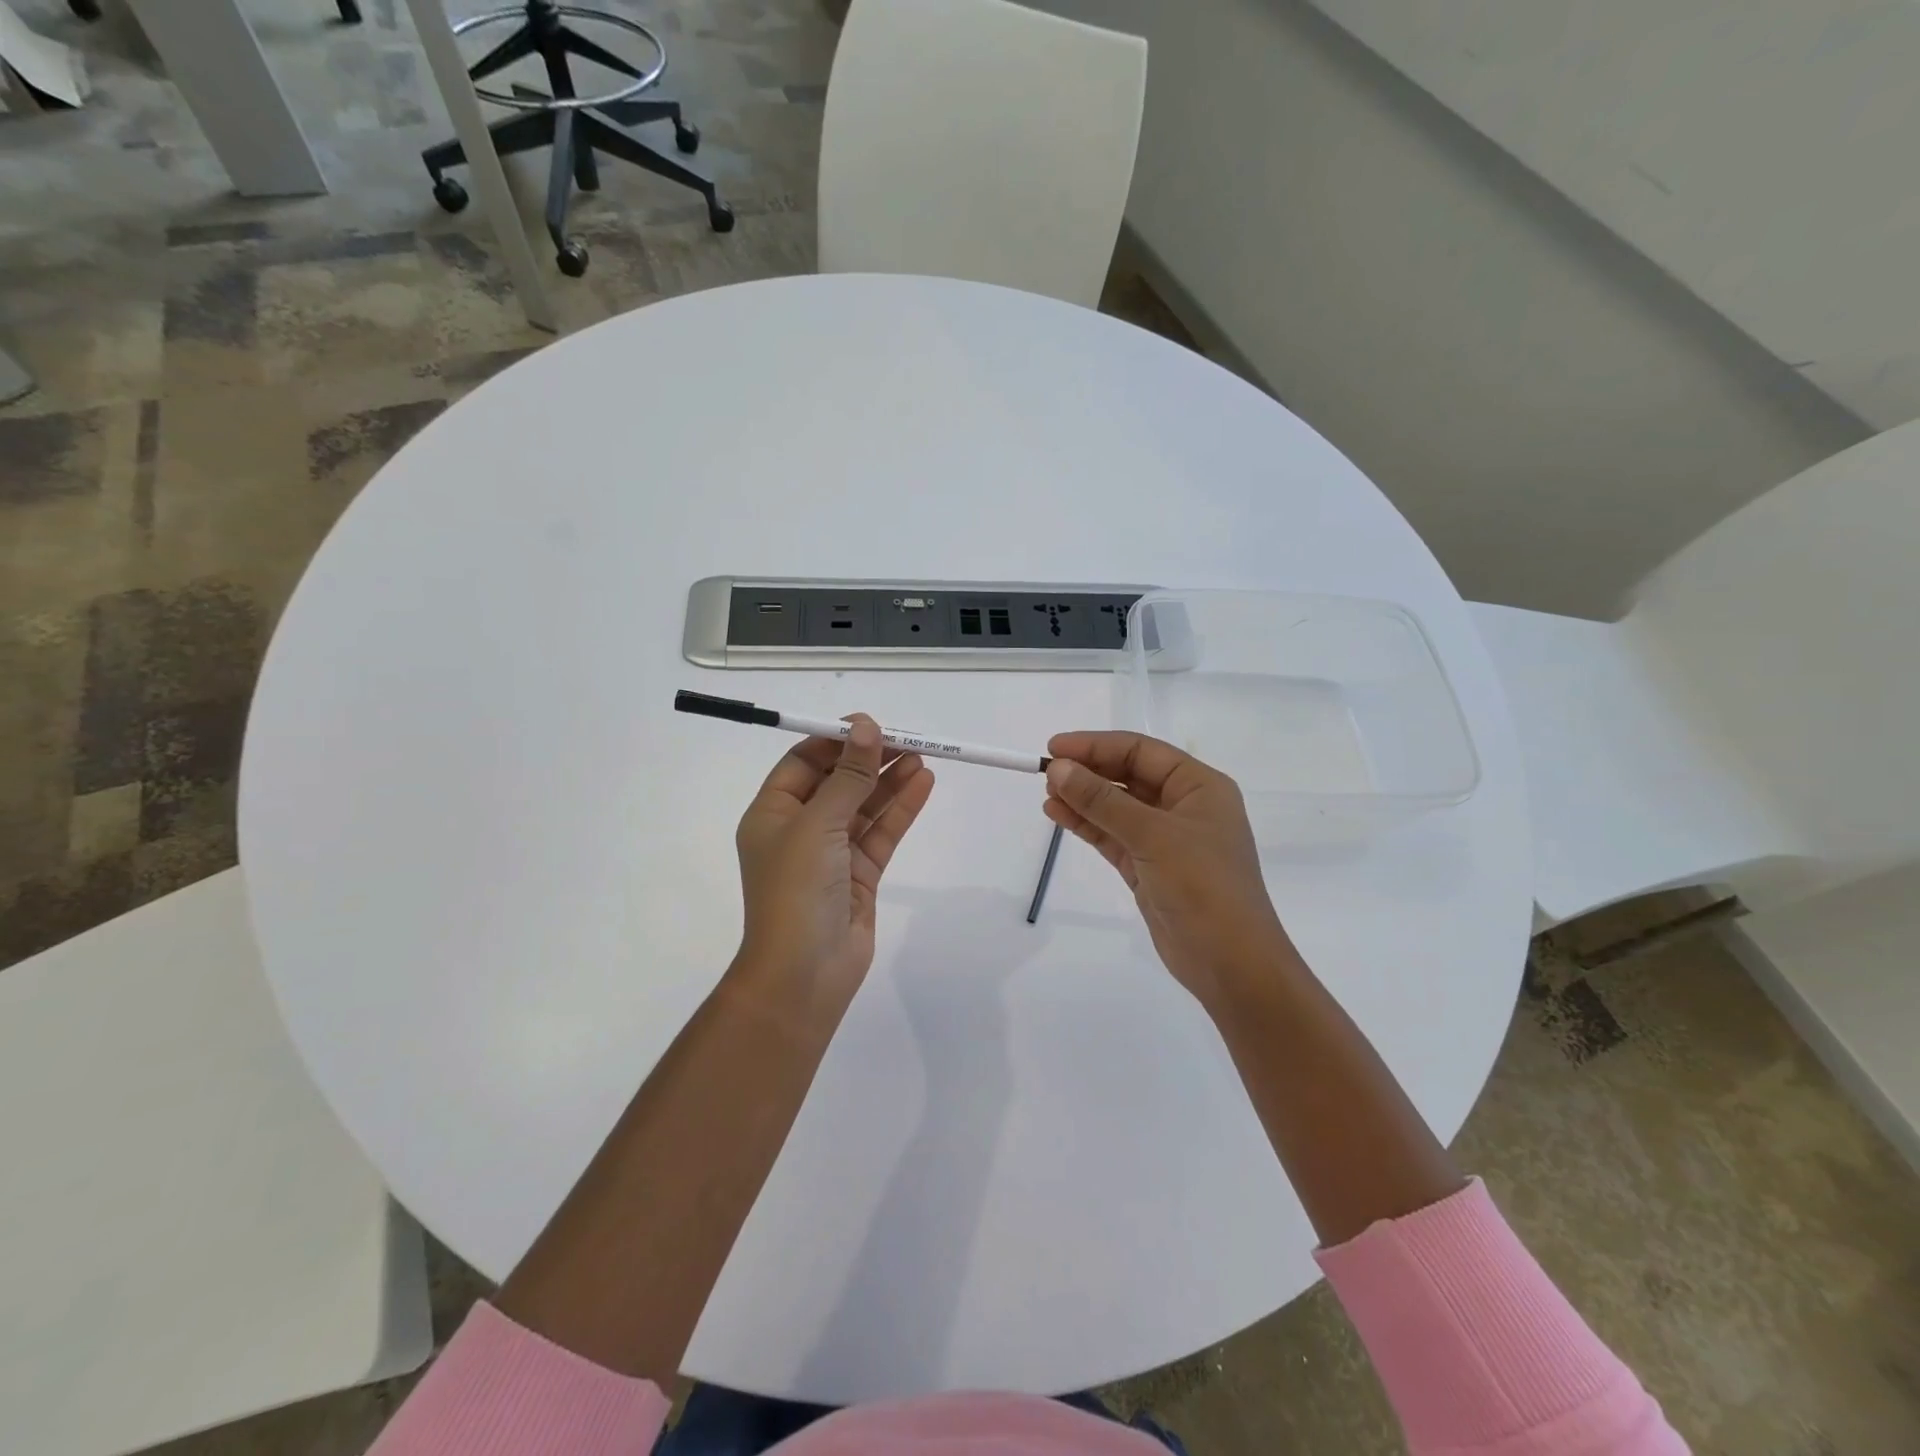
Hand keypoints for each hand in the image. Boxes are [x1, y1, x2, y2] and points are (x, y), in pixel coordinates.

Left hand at [733, 715, 935, 1015]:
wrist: (804, 973)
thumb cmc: (796, 890)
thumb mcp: (818, 824)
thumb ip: (848, 775)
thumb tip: (867, 727)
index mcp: (772, 813)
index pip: (803, 763)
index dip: (835, 740)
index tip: (870, 725)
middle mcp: (800, 829)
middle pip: (838, 781)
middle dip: (869, 759)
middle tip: (907, 738)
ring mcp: (831, 853)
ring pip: (864, 806)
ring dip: (889, 781)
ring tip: (922, 756)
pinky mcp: (860, 874)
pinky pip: (881, 832)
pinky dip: (901, 809)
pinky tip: (923, 784)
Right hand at [1043, 731, 1294, 1011]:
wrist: (1230, 963)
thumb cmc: (1203, 886)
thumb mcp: (1152, 835)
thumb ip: (1103, 800)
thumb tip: (1058, 769)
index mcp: (1199, 786)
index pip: (1141, 751)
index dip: (1097, 745)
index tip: (1055, 748)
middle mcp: (1184, 806)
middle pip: (1128, 776)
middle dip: (1088, 772)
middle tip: (1047, 772)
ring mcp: (1166, 839)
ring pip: (1117, 808)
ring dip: (1083, 799)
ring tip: (1047, 794)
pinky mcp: (1149, 867)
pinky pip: (1113, 836)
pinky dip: (1087, 825)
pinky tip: (1059, 816)